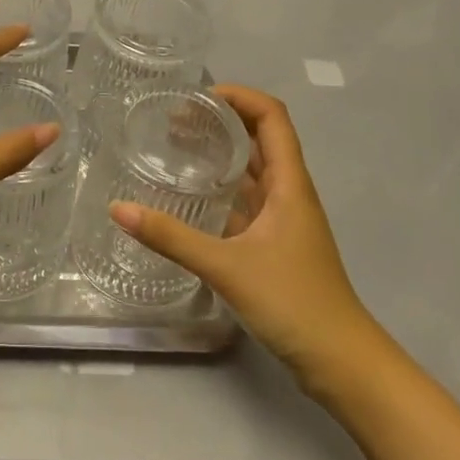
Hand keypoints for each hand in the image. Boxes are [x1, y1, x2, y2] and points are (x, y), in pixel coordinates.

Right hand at [110, 85, 377, 388]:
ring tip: (175, 149)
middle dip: (221, 121)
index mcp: (288, 183)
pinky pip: (246, 202)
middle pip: (260, 138)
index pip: (271, 116)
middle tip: (174, 121)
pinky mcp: (276, 244)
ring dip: (220, 155)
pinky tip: (190, 199)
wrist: (341, 363)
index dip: (239, 96)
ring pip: (252, 171)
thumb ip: (171, 237)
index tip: (197, 97)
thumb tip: (118, 209)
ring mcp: (284, 220)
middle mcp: (289, 192)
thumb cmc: (293, 303)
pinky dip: (221, 190)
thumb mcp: (226, 266)